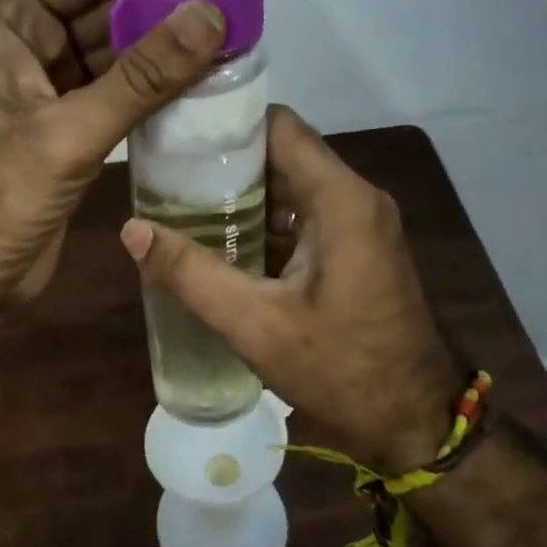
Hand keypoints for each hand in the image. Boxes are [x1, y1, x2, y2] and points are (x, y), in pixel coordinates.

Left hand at [0, 0, 228, 316]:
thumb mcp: (70, 131)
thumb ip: (143, 75)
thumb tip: (211, 15)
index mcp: (3, 23)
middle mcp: (20, 43)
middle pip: (102, 4)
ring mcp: (40, 86)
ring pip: (111, 49)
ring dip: (162, 42)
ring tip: (227, 29)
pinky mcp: (60, 124)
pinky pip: (112, 88)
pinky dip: (151, 84)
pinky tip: (197, 77)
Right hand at [120, 106, 466, 471]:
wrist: (415, 422)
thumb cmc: (341, 370)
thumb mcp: (256, 324)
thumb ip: (191, 274)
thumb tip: (131, 230)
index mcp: (340, 199)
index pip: (279, 126)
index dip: (228, 124)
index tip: (178, 135)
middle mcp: (356, 197)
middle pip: (284, 152)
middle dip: (227, 161)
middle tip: (168, 175)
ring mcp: (362, 222)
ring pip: (294, 183)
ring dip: (244, 193)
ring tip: (184, 204)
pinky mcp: (360, 247)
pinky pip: (306, 213)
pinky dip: (266, 219)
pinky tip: (223, 241)